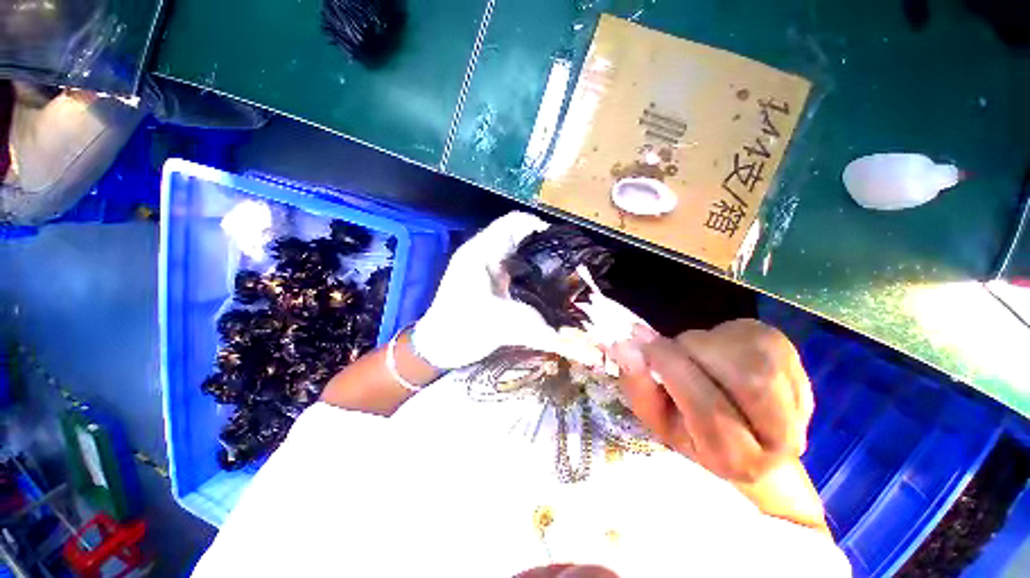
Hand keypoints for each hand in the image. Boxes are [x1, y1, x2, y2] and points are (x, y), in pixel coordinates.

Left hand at [412, 212, 566, 369]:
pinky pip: (513, 264)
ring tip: (558, 269)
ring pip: (515, 249)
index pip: (512, 222)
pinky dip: (528, 268)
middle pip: (517, 234)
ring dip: (535, 255)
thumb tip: (563, 330)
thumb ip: (532, 323)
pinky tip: (541, 282)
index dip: (538, 225)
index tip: (561, 241)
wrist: (438, 345)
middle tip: (565, 257)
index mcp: (480, 253)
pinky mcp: (488, 279)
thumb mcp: (498, 325)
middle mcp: (483, 253)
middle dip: (542, 242)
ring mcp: (484, 265)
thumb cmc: (461, 330)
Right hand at [610, 320, 813, 482]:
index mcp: (741, 462)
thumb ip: (637, 385)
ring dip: (706, 344)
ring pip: (750, 351)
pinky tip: (716, 352)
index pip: (711, 411)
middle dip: (692, 354)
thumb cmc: (694, 432)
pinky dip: (719, 336)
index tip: (642, 344)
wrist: (749, 436)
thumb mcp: (657, 417)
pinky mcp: (794, 358)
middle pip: (744, 378)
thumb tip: (624, 345)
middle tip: (667, 349)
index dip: (673, 370)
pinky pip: (749, 335)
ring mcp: (799, 393)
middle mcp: (784, 437)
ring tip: (694, 356)